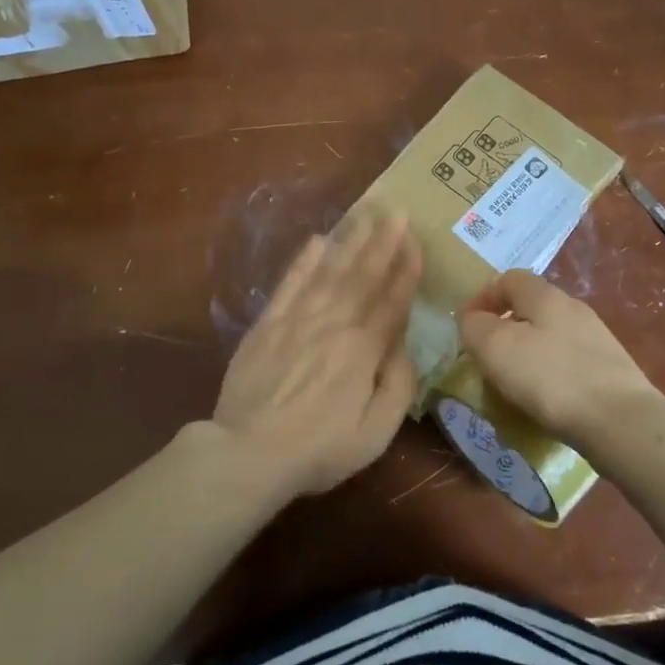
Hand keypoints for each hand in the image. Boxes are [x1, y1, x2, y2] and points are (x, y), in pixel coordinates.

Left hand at [210, 211, 421, 497]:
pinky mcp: (268, 324)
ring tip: (365, 214)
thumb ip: (398, 386)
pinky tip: (317, 240)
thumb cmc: (319, 449)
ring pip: (330, 271)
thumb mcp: (376, 433)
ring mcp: (297, 320)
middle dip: (382, 242)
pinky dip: (304, 260)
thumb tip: (404, 347)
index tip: (416, 241)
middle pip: (362, 276)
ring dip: (350, 241)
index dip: (405, 269)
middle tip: (396, 211)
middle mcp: (333, 324)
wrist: (248, 453)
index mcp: (363, 350)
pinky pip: (290, 283)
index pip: (391, 301)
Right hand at [461, 269, 659, 444]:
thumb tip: (473, 320)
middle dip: (505, 329)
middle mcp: (573, 308)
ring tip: (514, 385)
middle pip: (530, 307)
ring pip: (550, 336)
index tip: (468, 327)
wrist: (621, 421)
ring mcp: (596, 338)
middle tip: (488, 359)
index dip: (483, 297)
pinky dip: (550, 375)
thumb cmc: (551, 378)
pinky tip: (546, 401)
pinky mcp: (610, 369)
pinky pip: (568, 363)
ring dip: (527, 354)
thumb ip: (475, 327)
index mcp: (545, 295)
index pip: (508, 278)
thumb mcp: (496, 348)